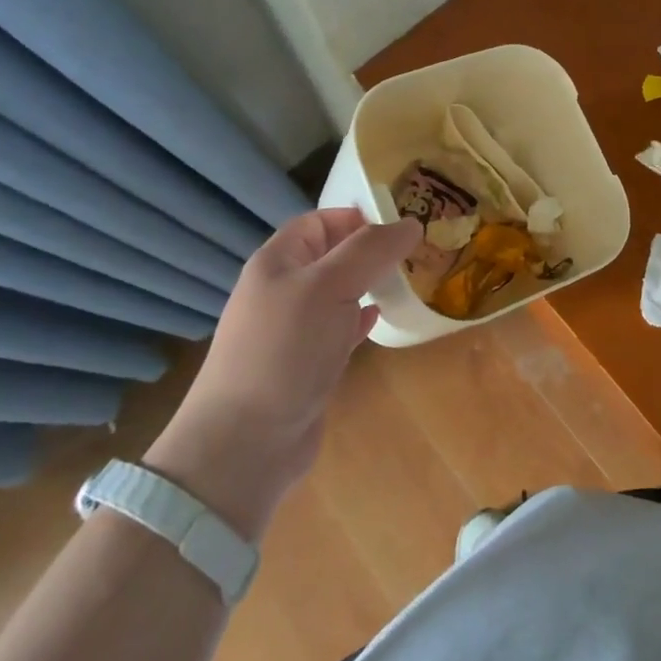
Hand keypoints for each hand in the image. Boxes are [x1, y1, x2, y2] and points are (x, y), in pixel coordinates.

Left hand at [144, 209, 419, 539]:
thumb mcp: (329, 286)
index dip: (358, 216)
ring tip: (408, 279)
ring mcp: (293, 329)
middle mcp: (283, 289)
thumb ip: (371, 250)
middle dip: (370, 250)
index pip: (320, 221)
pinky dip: (361, 319)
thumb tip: (411, 222)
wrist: (245, 444)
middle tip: (415, 250)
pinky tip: (381, 318)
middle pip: (331, 255)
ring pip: (338, 292)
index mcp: (278, 261)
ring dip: (370, 284)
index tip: (401, 222)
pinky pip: (339, 328)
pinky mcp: (306, 364)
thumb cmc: (285, 349)